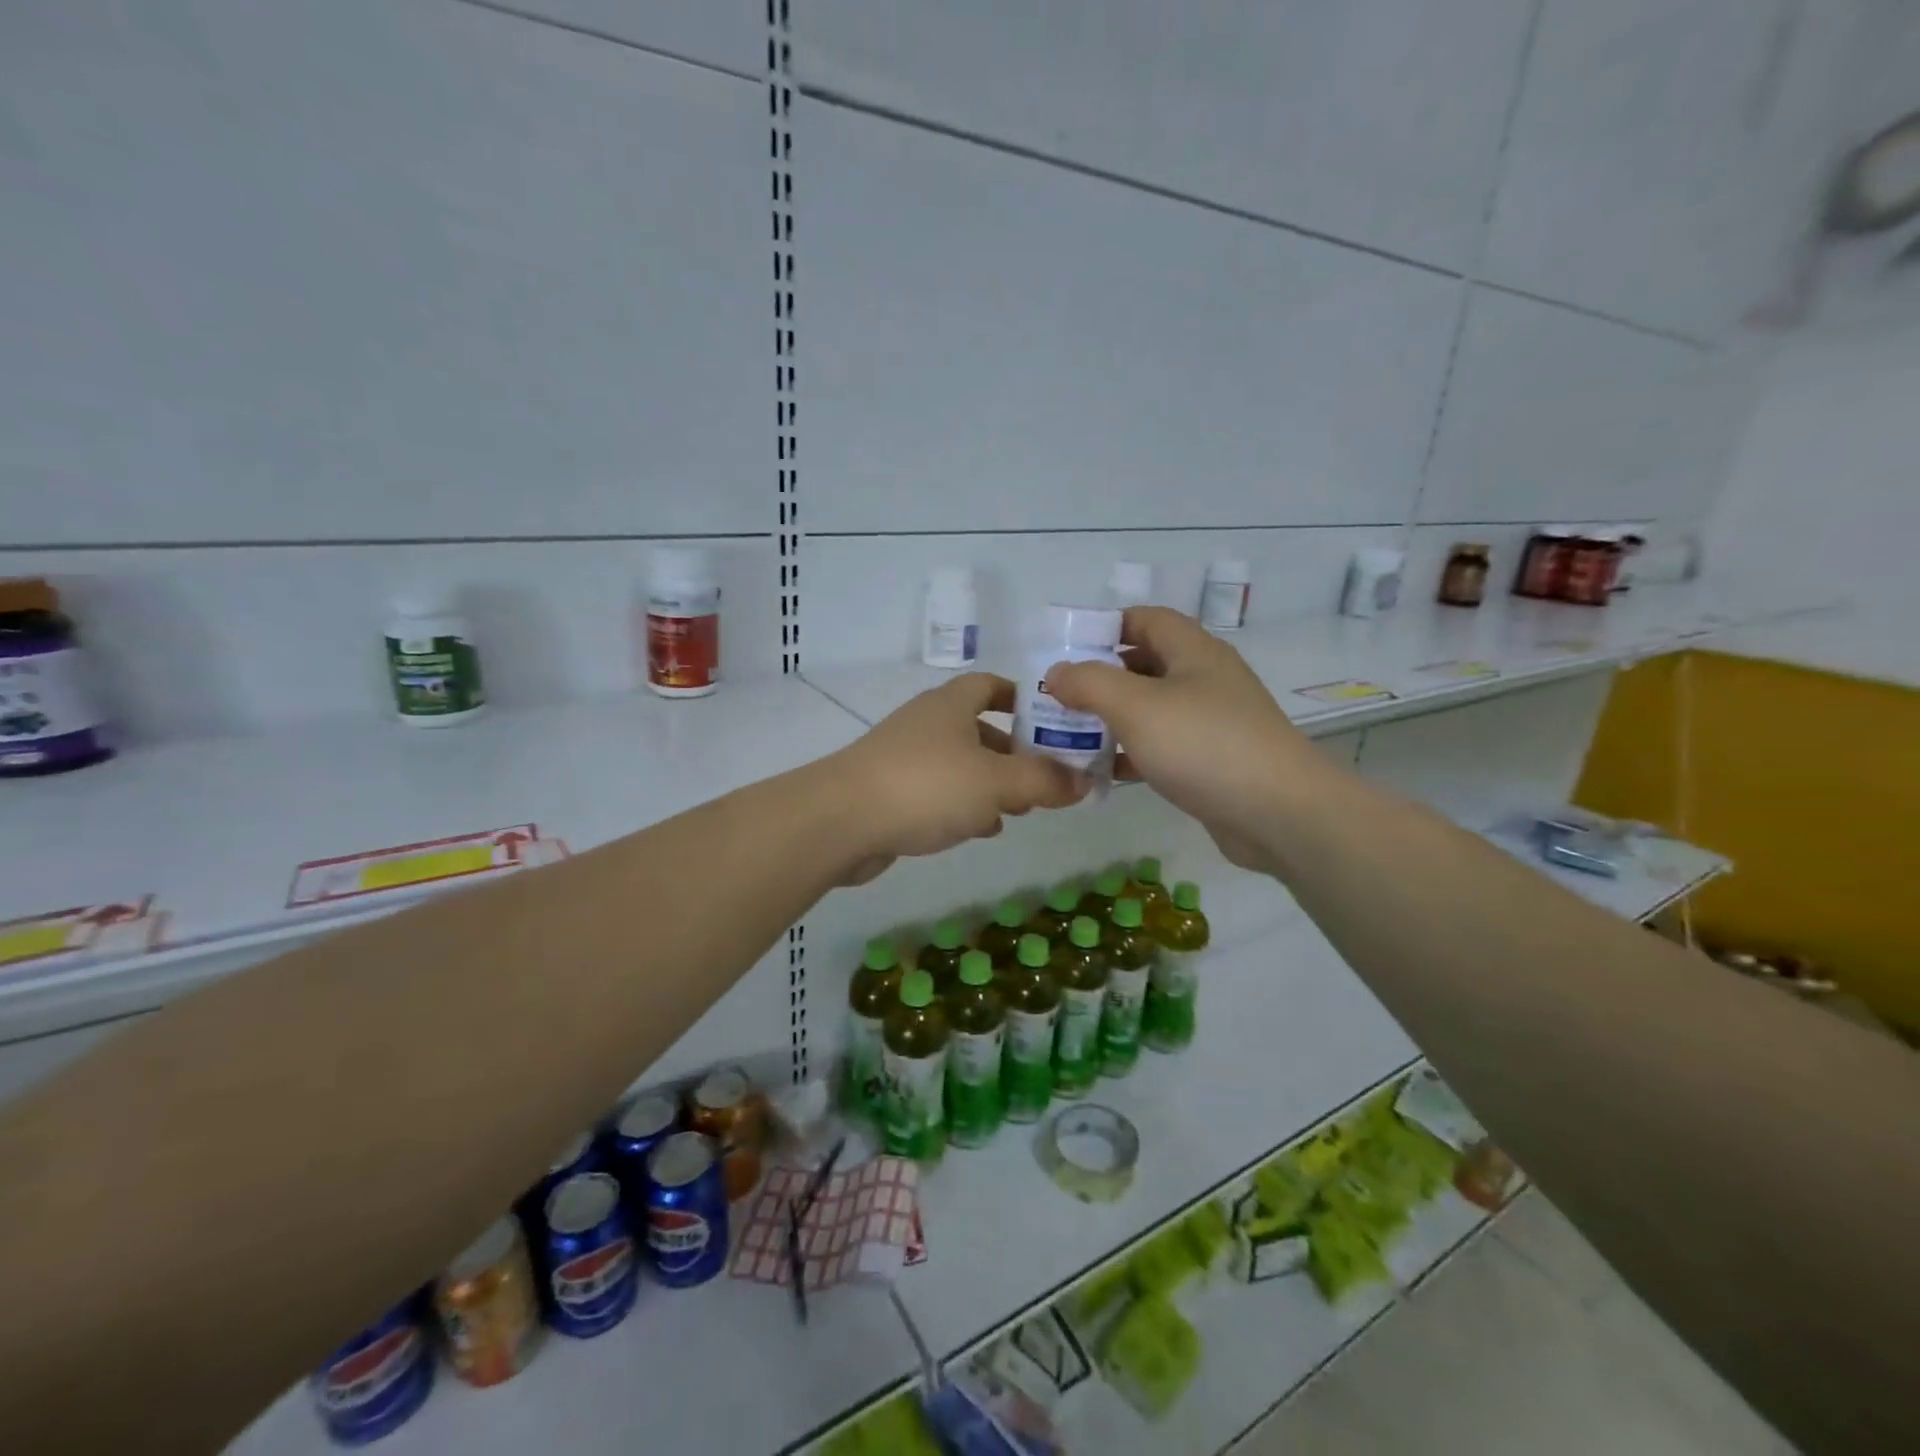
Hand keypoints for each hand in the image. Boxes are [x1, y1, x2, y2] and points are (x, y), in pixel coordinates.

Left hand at [828, 672, 1090, 884]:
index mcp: (951, 705)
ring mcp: (905, 757)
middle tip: (1047, 778)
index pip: (992, 685)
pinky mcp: (891, 792)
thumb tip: (1084, 781)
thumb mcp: (997, 782)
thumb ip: (1044, 780)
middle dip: (1015, 751)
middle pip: (980, 728)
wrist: (842, 821)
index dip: (1024, 698)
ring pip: (961, 764)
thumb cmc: (927, 786)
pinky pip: (938, 791)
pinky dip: (964, 805)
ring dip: (992, 783)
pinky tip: (982, 829)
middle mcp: (927, 723)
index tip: (1054, 721)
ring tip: (1022, 809)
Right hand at [1043, 607, 1322, 873]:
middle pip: (1146, 664)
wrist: (1279, 813)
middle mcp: (1205, 679)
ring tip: (1071, 734)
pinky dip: (1133, 753)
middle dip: (1101, 676)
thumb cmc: (1203, 744)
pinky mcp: (1213, 761)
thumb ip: (1089, 683)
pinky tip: (1104, 772)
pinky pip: (1164, 746)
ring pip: (1152, 709)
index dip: (1106, 626)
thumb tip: (1057, 673)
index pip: (1146, 619)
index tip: (1067, 648)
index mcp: (1193, 651)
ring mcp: (1213, 722)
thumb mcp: (1135, 706)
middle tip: (1060, 697)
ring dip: (1113, 718)